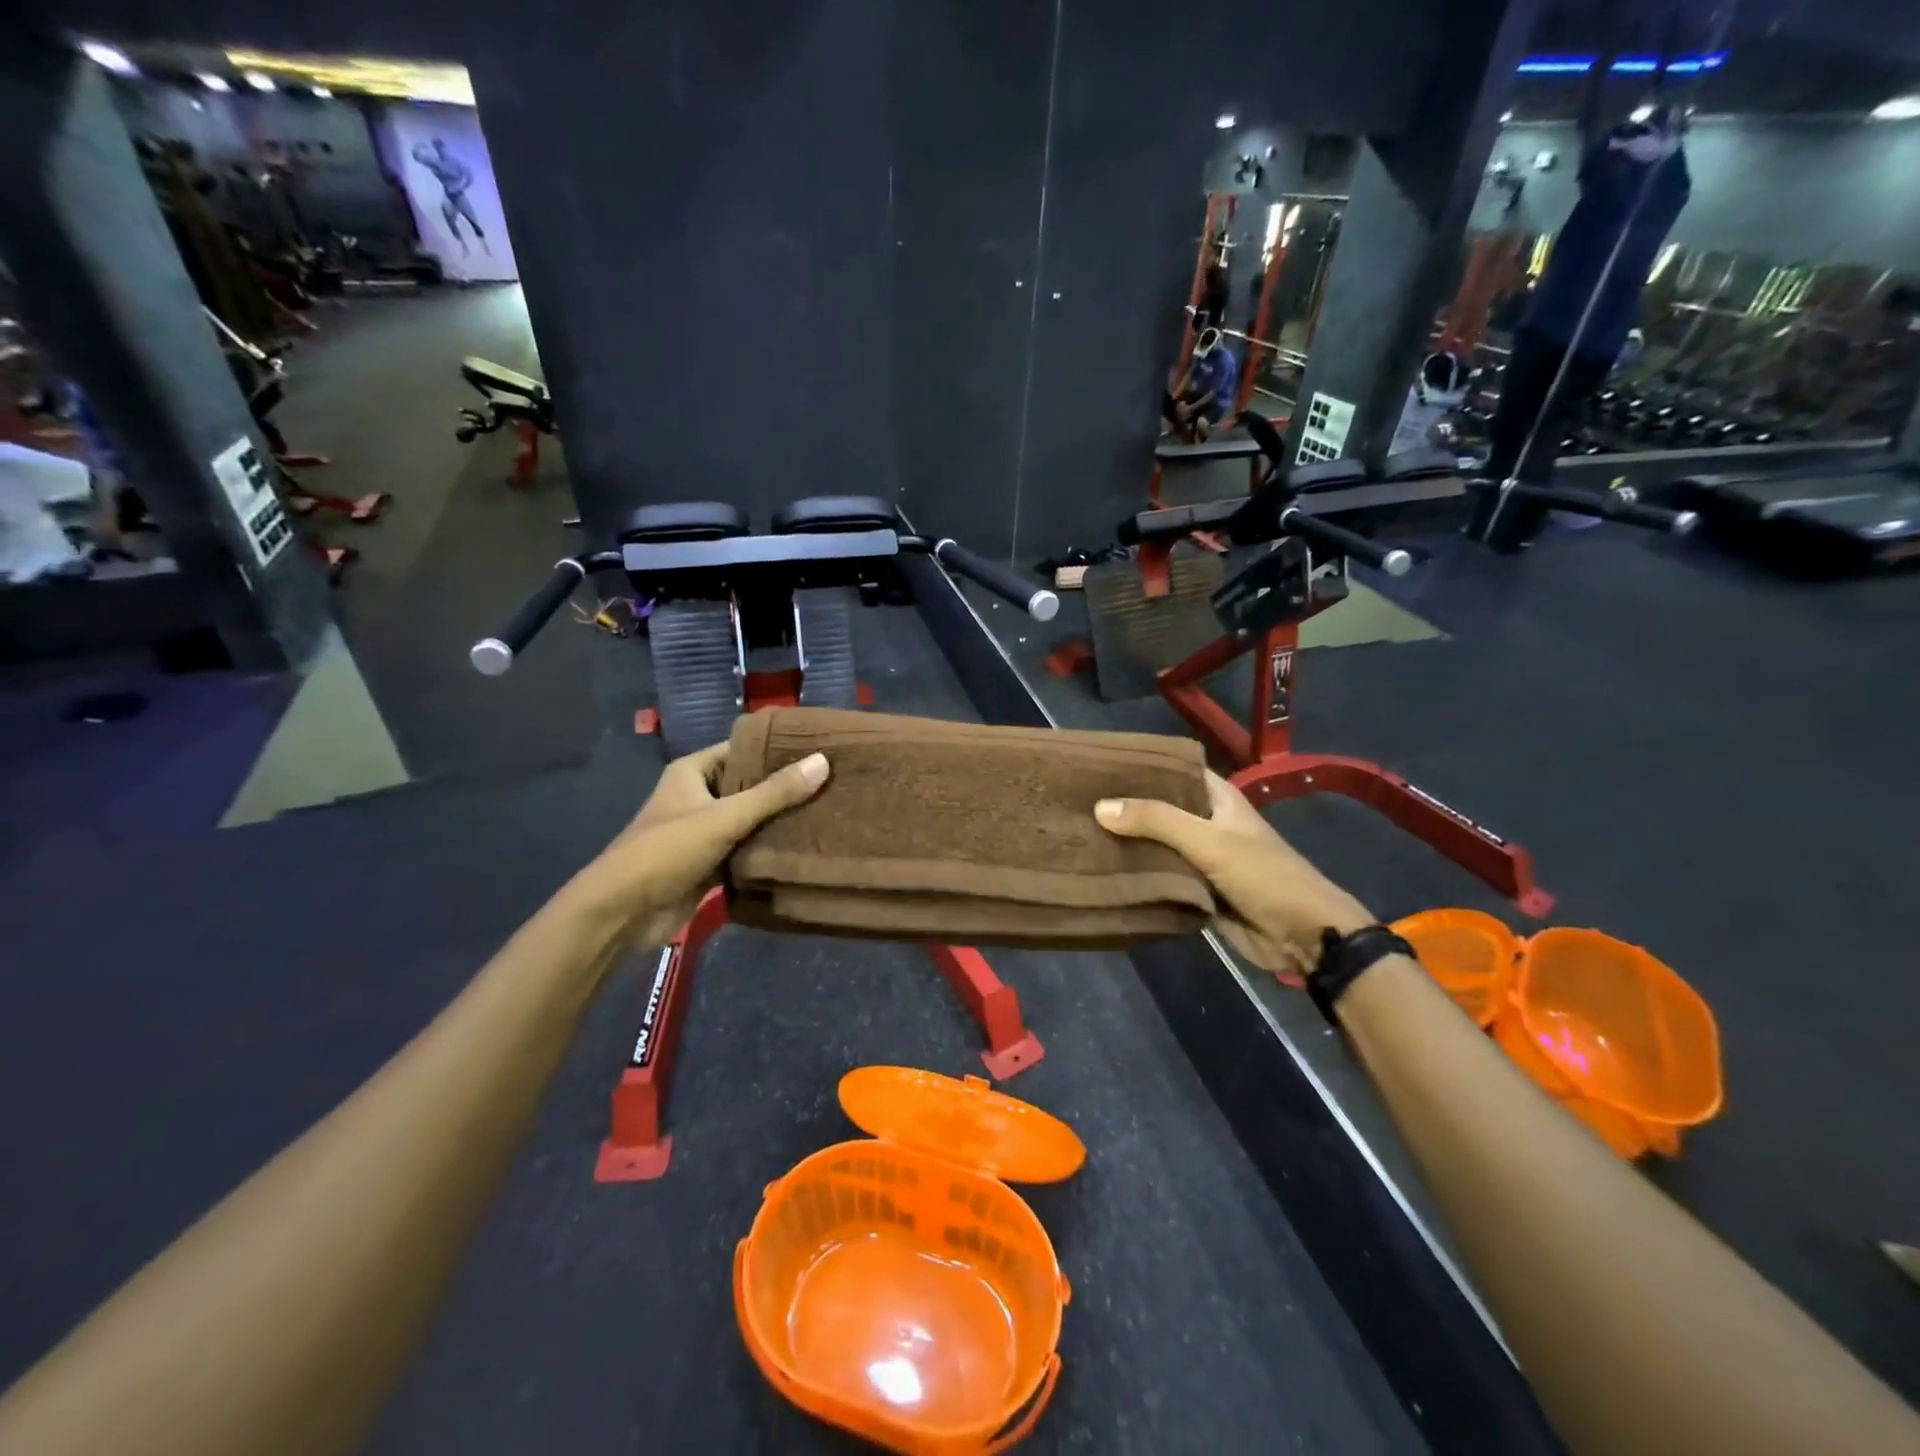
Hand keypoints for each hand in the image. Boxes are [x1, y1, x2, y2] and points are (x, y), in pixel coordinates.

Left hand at [584, 742, 829, 946]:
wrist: (622, 914)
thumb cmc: (667, 851)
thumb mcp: (724, 817)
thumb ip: (774, 793)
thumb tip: (823, 761)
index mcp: (692, 772)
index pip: (741, 750)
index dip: (776, 749)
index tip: (818, 750)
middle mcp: (697, 797)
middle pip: (748, 786)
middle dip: (784, 788)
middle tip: (831, 783)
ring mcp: (702, 832)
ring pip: (748, 820)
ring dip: (778, 821)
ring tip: (826, 812)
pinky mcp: (708, 864)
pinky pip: (744, 850)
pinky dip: (766, 850)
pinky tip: (802, 847)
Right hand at [1096, 770, 1371, 982]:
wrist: (1303, 936)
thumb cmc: (1263, 875)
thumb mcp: (1208, 841)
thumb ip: (1156, 821)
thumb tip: (1099, 806)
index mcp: (1217, 798)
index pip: (1173, 769)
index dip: (1139, 765)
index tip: (1097, 764)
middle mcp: (1206, 822)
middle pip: (1159, 807)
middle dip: (1125, 806)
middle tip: (1075, 800)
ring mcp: (1201, 856)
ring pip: (1156, 843)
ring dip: (1127, 841)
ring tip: (1078, 830)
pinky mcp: (1196, 889)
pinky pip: (1160, 875)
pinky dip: (1137, 873)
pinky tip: (1101, 868)